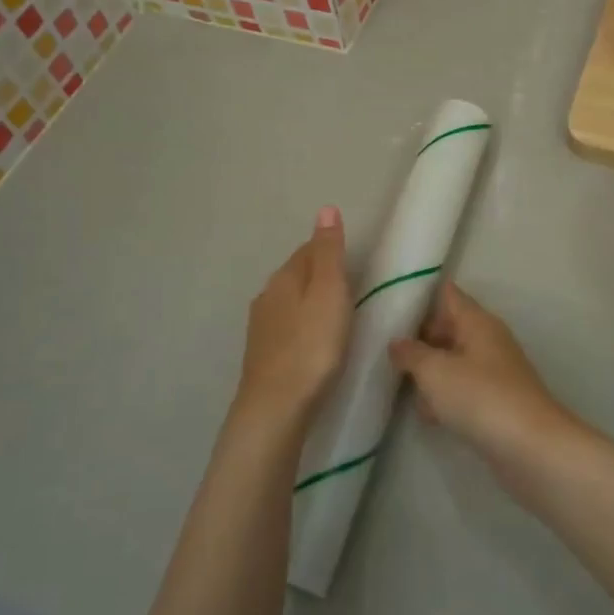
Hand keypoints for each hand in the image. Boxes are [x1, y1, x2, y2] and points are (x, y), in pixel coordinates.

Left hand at [236, 206, 350, 431]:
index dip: (330, 250)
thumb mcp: (330, 292)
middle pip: (296, 274)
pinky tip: (313, 341)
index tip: (353, 261)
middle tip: (350, 288)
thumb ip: (329, 252)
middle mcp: (267, 295)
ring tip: (335, 316)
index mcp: (285, 277)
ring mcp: (260, 326)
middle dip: (319, 275)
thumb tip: (326, 208)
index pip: (308, 250)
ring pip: (289, 301)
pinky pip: (286, 327)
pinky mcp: (262, 354)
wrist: (276, 406)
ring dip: (309, 302)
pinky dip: (301, 326)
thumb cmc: (312, 345)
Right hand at [389, 282, 577, 468]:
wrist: (530, 448)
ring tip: (395, 378)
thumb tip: (397, 342)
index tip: (389, 299)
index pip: (448, 294)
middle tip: (382, 344)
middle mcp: (488, 341)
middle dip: (418, 336)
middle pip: (448, 328)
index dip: (421, 294)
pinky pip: (462, 390)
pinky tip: (425, 413)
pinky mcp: (495, 403)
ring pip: (453, 361)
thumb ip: (411, 353)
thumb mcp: (435, 371)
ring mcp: (494, 373)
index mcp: (477, 322)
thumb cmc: (480, 397)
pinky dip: (444, 396)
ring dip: (429, 369)